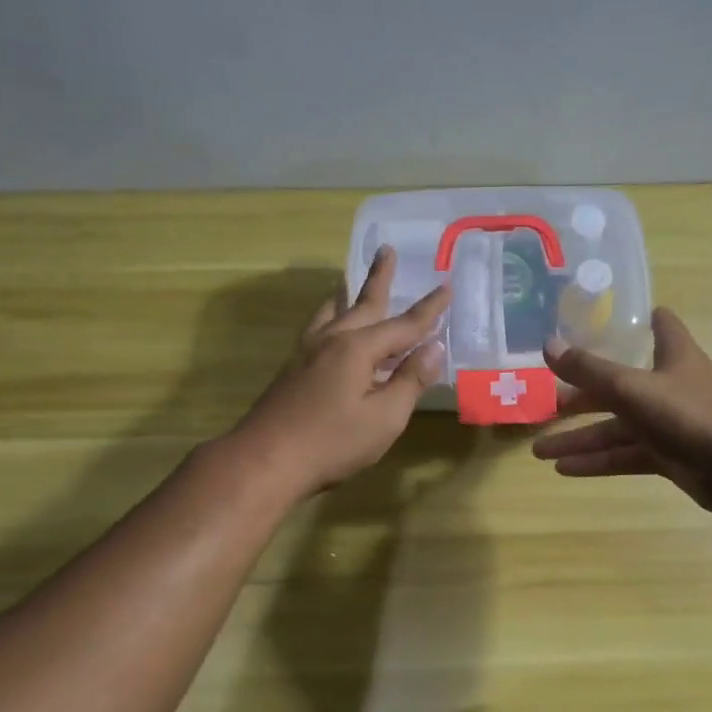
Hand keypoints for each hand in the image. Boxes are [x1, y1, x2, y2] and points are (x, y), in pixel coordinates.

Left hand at [227, 248, 449, 497]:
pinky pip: (318, 327)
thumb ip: (410, 381)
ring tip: (351, 281)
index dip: (429, 309)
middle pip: (362, 303)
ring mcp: (307, 352)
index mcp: (358, 349)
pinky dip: (331, 315)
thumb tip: (434, 348)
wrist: (265, 461)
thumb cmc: (332, 443)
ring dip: (348, 294)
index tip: (446, 286)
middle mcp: (332, 340)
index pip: (404, 324)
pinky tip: (329, 326)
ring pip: (333, 312)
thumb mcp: (384, 418)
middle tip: (387, 250)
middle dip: (380, 278)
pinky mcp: (293, 368)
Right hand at [532, 308, 711, 513]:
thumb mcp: (632, 388)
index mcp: (672, 355)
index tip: (596, 320)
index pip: (658, 324)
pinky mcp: (669, 456)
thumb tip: (547, 345)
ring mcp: (669, 423)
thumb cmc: (689, 414)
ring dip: (580, 438)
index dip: (632, 319)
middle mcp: (669, 385)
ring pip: (617, 427)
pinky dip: (598, 461)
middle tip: (544, 405)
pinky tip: (565, 470)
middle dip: (581, 396)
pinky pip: (626, 455)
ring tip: (538, 450)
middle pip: (618, 385)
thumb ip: (589, 370)